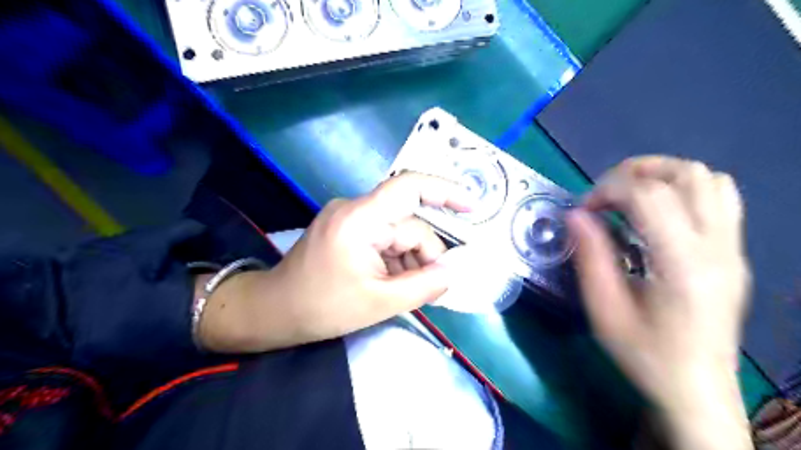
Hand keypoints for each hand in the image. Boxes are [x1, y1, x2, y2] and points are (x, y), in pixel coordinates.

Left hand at [199, 172, 470, 350]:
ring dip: (409, 261)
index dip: (444, 191)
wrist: (274, 311)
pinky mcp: (348, 229)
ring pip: (398, 234)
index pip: (408, 188)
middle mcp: (355, 209)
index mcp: (360, 219)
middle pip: (408, 223)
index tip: (472, 206)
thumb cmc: (322, 307)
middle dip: (424, 255)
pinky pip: (383, 238)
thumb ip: (423, 286)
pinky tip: (391, 282)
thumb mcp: (379, 303)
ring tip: (404, 291)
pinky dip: (395, 260)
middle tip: (430, 289)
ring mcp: (350, 218)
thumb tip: (452, 271)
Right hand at [566, 156, 755, 448]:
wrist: (697, 389)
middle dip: (634, 171)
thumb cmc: (645, 355)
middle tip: (602, 195)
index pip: (650, 195)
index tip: (582, 211)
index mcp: (683, 265)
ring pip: (708, 178)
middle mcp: (717, 248)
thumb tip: (574, 215)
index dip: (607, 190)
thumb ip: (589, 258)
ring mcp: (732, 248)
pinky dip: (683, 188)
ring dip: (660, 175)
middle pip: (686, 173)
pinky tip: (656, 212)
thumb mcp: (604, 311)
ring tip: (627, 195)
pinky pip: (720, 197)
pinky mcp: (733, 252)